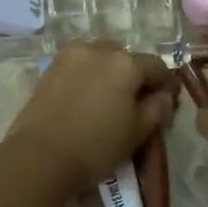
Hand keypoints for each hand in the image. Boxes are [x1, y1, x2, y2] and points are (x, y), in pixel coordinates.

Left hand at [5, 43, 178, 194]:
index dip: (166, 84)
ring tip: (108, 99)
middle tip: (136, 102)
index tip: (167, 102)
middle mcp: (99, 50)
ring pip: (100, 58)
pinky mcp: (49, 69)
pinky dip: (87, 77)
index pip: (157, 67)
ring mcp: (70, 56)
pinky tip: (86, 99)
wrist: (40, 156)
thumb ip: (156, 109)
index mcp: (126, 63)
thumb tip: (163, 97)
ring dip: (109, 72)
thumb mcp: (137, 132)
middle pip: (126, 58)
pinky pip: (78, 66)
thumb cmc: (96, 146)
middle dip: (135, 75)